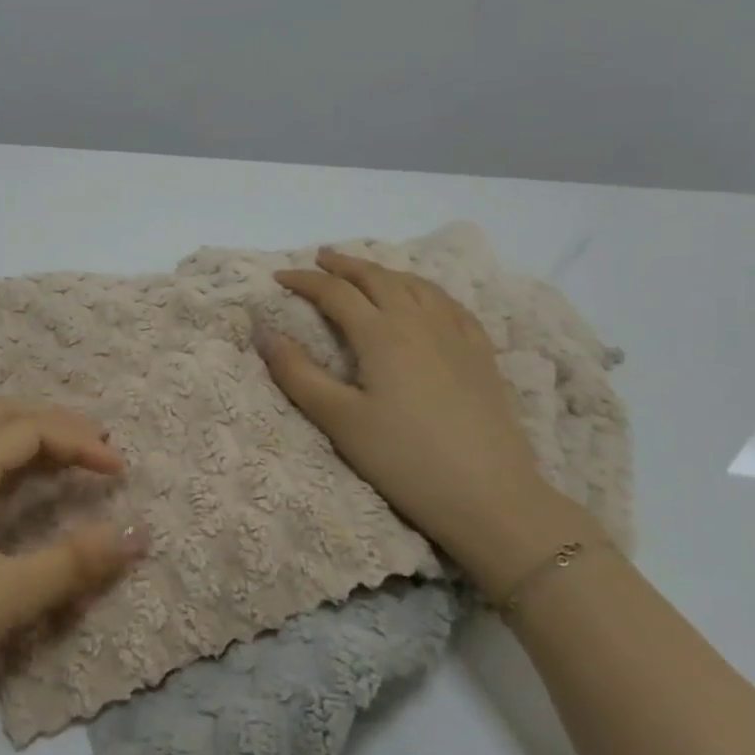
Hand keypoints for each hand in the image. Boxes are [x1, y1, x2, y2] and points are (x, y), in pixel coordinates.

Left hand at [0, 400, 146, 726]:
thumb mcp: (9, 594)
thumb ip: (75, 561)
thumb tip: (139, 532)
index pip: (26, 431)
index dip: (77, 442)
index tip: (119, 470)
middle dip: (50, 421)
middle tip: (94, 444)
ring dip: (22, 433)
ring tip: (62, 454)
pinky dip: (1, 460)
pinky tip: (17, 489)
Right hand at [256, 248, 596, 599]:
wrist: (489, 496)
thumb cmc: (404, 459)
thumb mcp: (339, 420)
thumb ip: (297, 374)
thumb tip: (264, 333)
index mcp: (381, 334)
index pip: (335, 292)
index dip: (305, 280)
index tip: (280, 277)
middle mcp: (418, 322)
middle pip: (377, 278)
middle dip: (345, 265)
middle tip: (321, 259)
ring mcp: (455, 335)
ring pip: (415, 285)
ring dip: (384, 271)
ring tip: (366, 271)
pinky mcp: (481, 354)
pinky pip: (450, 304)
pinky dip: (425, 290)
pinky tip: (425, 298)